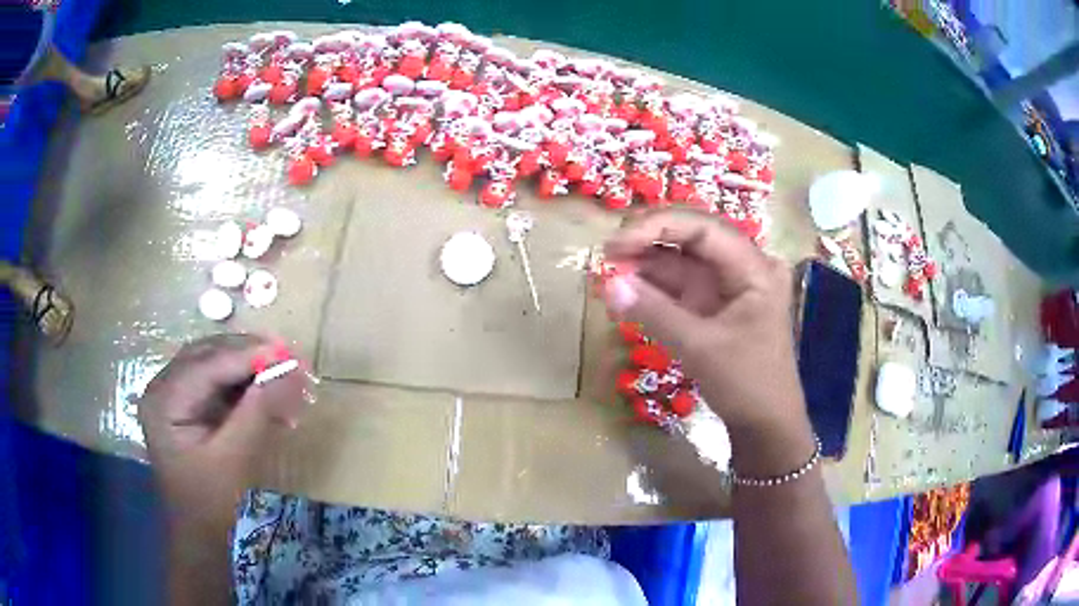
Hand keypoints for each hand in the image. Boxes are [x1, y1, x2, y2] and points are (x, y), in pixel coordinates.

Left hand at [138, 333, 307, 530]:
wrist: (199, 536)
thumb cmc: (211, 505)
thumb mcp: (234, 459)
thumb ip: (257, 412)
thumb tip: (290, 372)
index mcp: (163, 400)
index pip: (207, 364)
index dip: (248, 355)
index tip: (289, 353)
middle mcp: (163, 386)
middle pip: (209, 355)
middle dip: (250, 356)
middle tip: (291, 360)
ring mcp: (173, 394)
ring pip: (215, 364)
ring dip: (250, 368)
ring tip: (285, 376)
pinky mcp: (188, 405)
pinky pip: (218, 382)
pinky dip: (245, 385)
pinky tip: (268, 393)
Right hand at [602, 211, 812, 468]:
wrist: (765, 425)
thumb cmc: (746, 383)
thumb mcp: (699, 347)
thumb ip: (654, 312)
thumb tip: (608, 283)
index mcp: (754, 267)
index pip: (703, 228)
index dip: (657, 226)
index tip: (615, 242)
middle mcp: (742, 266)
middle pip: (691, 237)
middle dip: (648, 241)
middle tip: (607, 253)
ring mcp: (726, 286)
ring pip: (681, 260)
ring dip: (645, 264)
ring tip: (607, 270)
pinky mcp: (713, 304)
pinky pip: (679, 286)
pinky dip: (652, 287)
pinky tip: (624, 288)